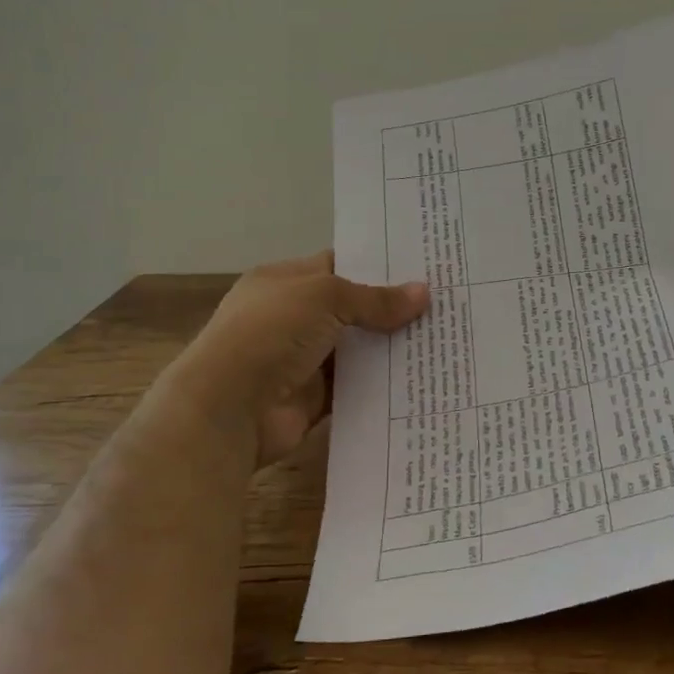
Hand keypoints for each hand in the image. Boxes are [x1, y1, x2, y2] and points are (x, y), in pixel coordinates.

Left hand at [167, 252, 428, 465]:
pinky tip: (422, 376)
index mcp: (285, 282)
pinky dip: (382, 383)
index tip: (423, 266)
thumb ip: (375, 299)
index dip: (377, 265)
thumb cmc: (270, 333)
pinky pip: (356, 386)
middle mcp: (293, 317)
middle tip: (444, 303)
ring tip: (444, 338)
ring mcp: (303, 359)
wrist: (228, 408)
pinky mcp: (315, 398)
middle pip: (352, 308)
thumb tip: (423, 294)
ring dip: (391, 346)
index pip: (338, 265)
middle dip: (392, 308)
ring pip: (358, 349)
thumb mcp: (324, 297)